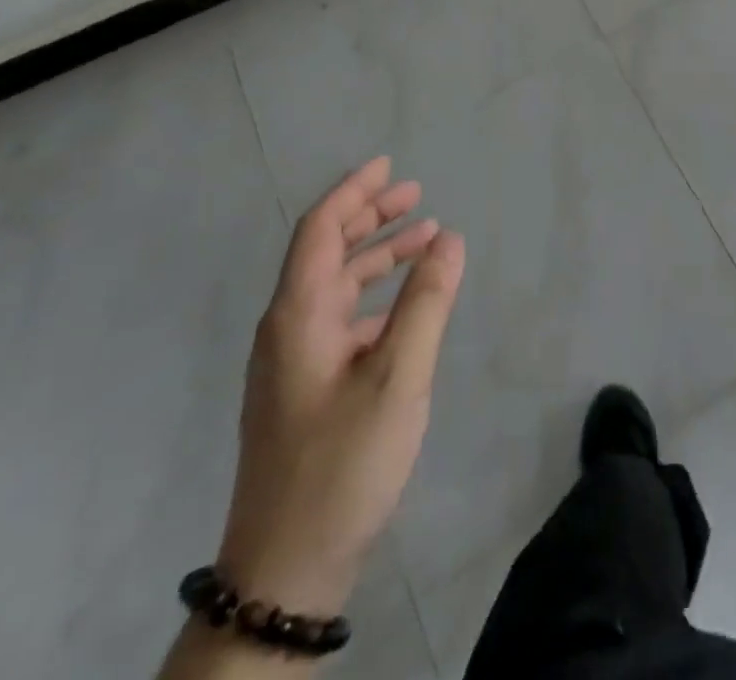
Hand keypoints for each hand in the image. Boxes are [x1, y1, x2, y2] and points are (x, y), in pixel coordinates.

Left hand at [215, 158, 465, 614]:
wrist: (285, 570)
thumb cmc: (343, 462)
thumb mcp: (397, 377)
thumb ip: (426, 302)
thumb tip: (450, 238)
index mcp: (298, 316)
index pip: (319, 230)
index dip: (353, 191)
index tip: (388, 164)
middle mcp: (288, 329)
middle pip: (325, 252)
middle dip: (369, 217)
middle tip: (415, 193)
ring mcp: (292, 362)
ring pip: (335, 286)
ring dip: (378, 256)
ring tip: (425, 239)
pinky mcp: (304, 389)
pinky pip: (341, 318)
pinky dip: (375, 296)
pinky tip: (406, 305)